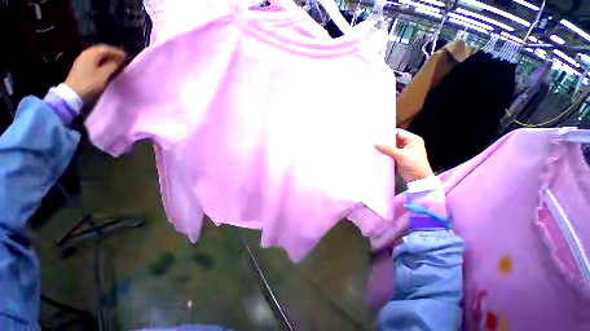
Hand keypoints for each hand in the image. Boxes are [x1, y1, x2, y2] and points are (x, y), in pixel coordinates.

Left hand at [65, 45, 125, 100]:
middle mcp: (88, 51)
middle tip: (118, 61)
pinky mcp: (77, 67)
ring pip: (96, 56)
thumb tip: (118, 61)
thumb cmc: (87, 84)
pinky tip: (100, 69)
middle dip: (111, 56)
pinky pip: (90, 61)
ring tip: (109, 65)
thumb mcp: (103, 76)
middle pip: (102, 51)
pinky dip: (97, 63)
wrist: (68, 97)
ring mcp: (81, 58)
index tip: (125, 58)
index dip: (118, 53)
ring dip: (103, 60)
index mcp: (95, 51)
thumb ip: (113, 66)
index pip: (110, 49)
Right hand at [375, 129, 433, 182]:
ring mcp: (407, 153)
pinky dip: (389, 156)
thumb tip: (375, 143)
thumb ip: (388, 149)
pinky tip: (380, 156)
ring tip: (375, 149)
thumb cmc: (414, 165)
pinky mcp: (404, 161)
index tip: (377, 136)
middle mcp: (411, 144)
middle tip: (374, 142)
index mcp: (413, 139)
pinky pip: (394, 156)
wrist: (420, 182)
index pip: (398, 132)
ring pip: (394, 149)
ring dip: (387, 150)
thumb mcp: (401, 155)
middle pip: (396, 141)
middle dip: (386, 143)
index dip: (388, 134)